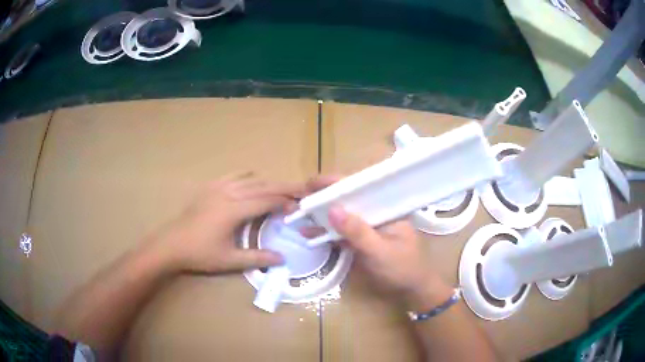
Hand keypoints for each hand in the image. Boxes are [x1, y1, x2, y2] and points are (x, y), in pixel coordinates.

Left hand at [151, 172, 301, 273]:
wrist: (172, 244)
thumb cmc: (200, 254)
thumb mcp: (230, 261)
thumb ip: (257, 258)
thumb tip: (282, 259)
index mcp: (233, 210)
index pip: (265, 200)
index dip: (284, 202)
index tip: (299, 205)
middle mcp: (228, 193)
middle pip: (261, 185)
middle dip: (283, 186)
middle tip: (301, 188)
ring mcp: (217, 188)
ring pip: (249, 179)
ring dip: (268, 182)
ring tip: (282, 189)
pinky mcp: (209, 188)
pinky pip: (233, 176)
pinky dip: (248, 177)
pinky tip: (252, 182)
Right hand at [303, 175, 451, 308]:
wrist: (411, 289)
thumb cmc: (402, 268)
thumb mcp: (379, 250)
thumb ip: (357, 231)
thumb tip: (332, 209)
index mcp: (386, 207)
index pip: (359, 188)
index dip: (334, 183)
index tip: (311, 183)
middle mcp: (376, 212)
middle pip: (347, 199)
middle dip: (323, 198)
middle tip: (299, 199)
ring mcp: (368, 226)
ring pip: (342, 216)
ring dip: (321, 216)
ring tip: (297, 216)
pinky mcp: (362, 239)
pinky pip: (342, 232)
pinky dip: (326, 233)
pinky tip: (309, 235)